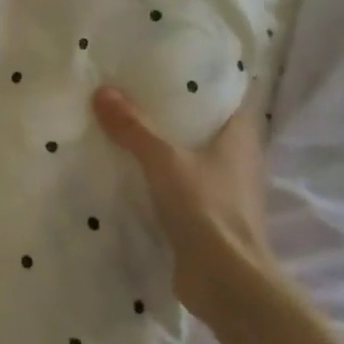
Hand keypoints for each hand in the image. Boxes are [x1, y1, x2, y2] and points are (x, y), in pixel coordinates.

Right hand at [92, 86, 270, 324]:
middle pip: (205, 123)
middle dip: (173, 108)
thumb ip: (134, 127)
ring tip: (123, 122)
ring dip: (162, 142)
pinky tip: (127, 166)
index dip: (204, 77)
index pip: (228, 95)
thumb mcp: (164, 161)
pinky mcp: (206, 215)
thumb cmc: (207, 209)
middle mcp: (237, 159)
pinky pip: (178, 182)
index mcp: (240, 137)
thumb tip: (102, 91)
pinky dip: (157, 173)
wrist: (227, 282)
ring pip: (190, 153)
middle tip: (133, 87)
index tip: (169, 61)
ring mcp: (223, 189)